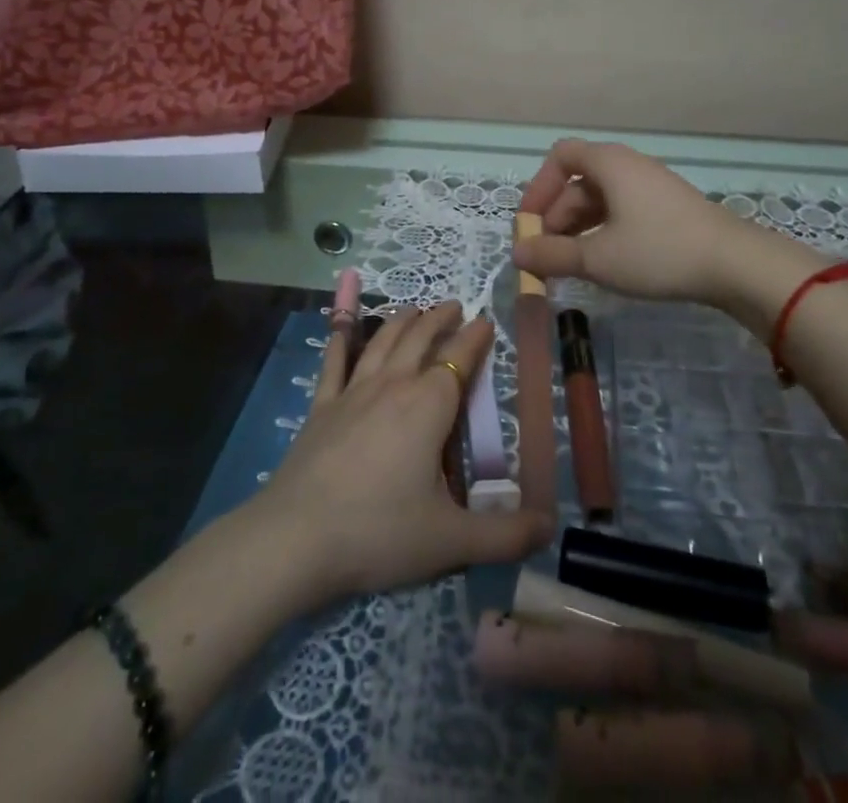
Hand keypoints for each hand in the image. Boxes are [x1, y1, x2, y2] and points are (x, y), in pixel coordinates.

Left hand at [249, 302, 552, 606]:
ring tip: (413, 308)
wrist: (297, 537)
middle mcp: (393, 385)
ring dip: (401, 321)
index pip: (459, 359)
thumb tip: (550, 529)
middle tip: (454, 305)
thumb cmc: (380, 532)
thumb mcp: (451, 541)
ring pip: (382, 342)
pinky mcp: (321, 407)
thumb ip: (505, 536)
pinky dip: (341, 339)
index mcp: (429, 406)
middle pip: (420, 339)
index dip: (475, 338)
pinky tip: (341, 327)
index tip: (486, 320)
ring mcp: (353, 392)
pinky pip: (334, 362)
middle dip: (439, 319)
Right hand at [514, 139, 818, 311]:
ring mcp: (651, 186)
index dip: (538, 188)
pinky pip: (622, 211)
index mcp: (609, 163)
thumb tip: (517, 254)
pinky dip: (602, 231)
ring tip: (569, 266)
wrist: (735, 264)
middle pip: (578, 182)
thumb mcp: (598, 258)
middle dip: (555, 217)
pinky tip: (602, 262)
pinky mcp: (667, 208)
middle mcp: (628, 166)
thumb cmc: (658, 251)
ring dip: (577, 228)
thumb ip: (553, 255)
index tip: (529, 224)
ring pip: (600, 199)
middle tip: (545, 257)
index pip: (560, 156)